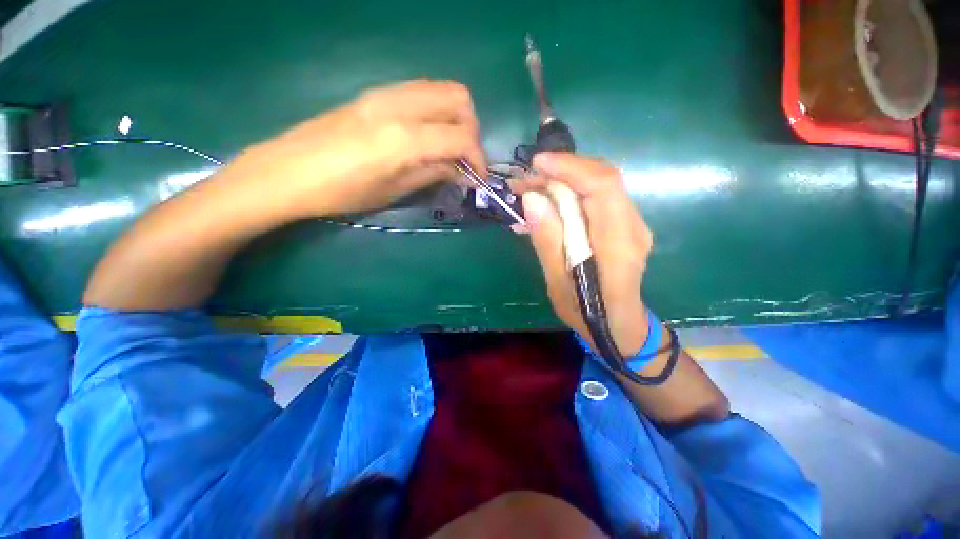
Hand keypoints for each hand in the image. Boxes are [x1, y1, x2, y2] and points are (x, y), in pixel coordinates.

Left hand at [235, 80, 485, 219]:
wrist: (287, 171)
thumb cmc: (341, 192)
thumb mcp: (393, 191)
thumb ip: (432, 174)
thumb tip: (459, 170)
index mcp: (403, 138)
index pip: (460, 137)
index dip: (478, 158)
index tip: (479, 178)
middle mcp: (399, 105)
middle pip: (458, 98)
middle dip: (472, 129)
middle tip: (466, 158)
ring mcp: (385, 93)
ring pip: (441, 90)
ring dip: (456, 118)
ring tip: (450, 148)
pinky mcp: (375, 94)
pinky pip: (421, 94)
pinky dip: (437, 112)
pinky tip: (428, 136)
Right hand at [516, 153, 653, 356]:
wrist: (619, 326)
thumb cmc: (587, 313)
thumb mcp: (558, 283)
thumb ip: (548, 241)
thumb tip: (532, 199)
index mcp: (618, 244)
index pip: (602, 186)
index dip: (570, 167)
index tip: (537, 164)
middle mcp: (632, 227)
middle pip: (601, 179)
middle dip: (560, 172)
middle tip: (524, 182)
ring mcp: (631, 225)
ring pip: (597, 186)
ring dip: (562, 183)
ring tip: (528, 193)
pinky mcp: (622, 226)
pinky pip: (595, 200)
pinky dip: (568, 196)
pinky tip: (544, 208)